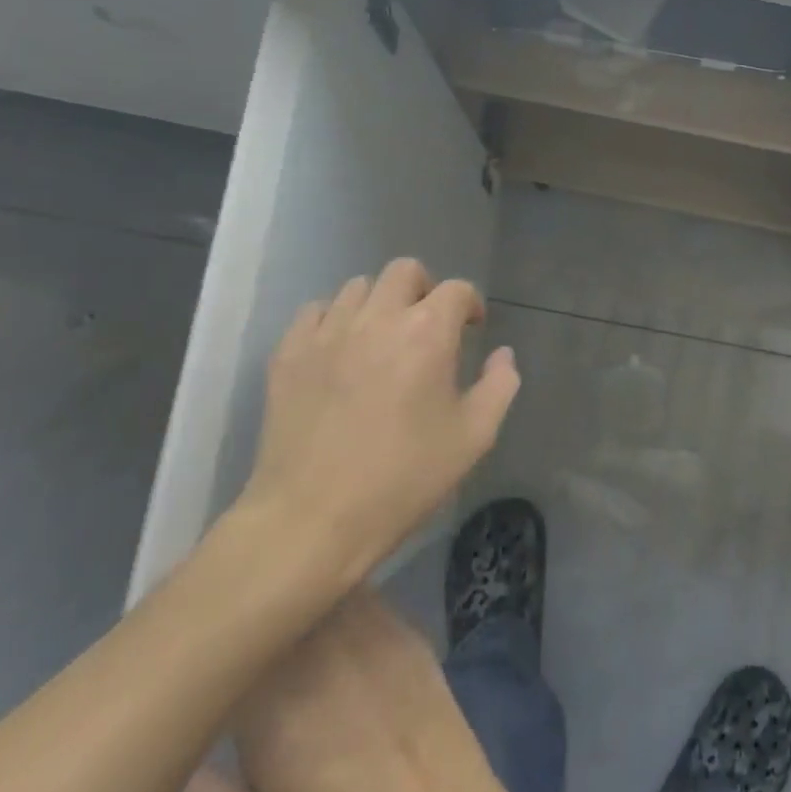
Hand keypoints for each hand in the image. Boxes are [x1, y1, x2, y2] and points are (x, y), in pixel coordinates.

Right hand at [177, 593, 573, 791]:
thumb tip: (173, 756)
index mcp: (278, 709)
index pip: (233, 644)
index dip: (213, 641)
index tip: (196, 649)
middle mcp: (330, 654)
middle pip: (285, 605)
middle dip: (258, 614)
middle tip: (235, 632)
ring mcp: (380, 635)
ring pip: (329, 591)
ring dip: (302, 599)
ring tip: (279, 616)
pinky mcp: (415, 634)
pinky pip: (367, 599)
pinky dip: (342, 602)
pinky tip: (330, 622)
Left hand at [234, 258, 520, 595]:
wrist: (311, 521)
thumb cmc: (403, 479)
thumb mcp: (473, 438)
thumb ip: (499, 385)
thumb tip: (502, 354)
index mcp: (428, 332)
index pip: (456, 289)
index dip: (470, 304)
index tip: (472, 328)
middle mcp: (378, 318)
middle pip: (405, 271)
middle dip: (425, 289)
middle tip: (428, 325)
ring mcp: (327, 333)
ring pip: (357, 286)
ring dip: (379, 303)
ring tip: (382, 338)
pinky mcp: (288, 354)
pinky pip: (315, 312)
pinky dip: (334, 320)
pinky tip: (340, 351)